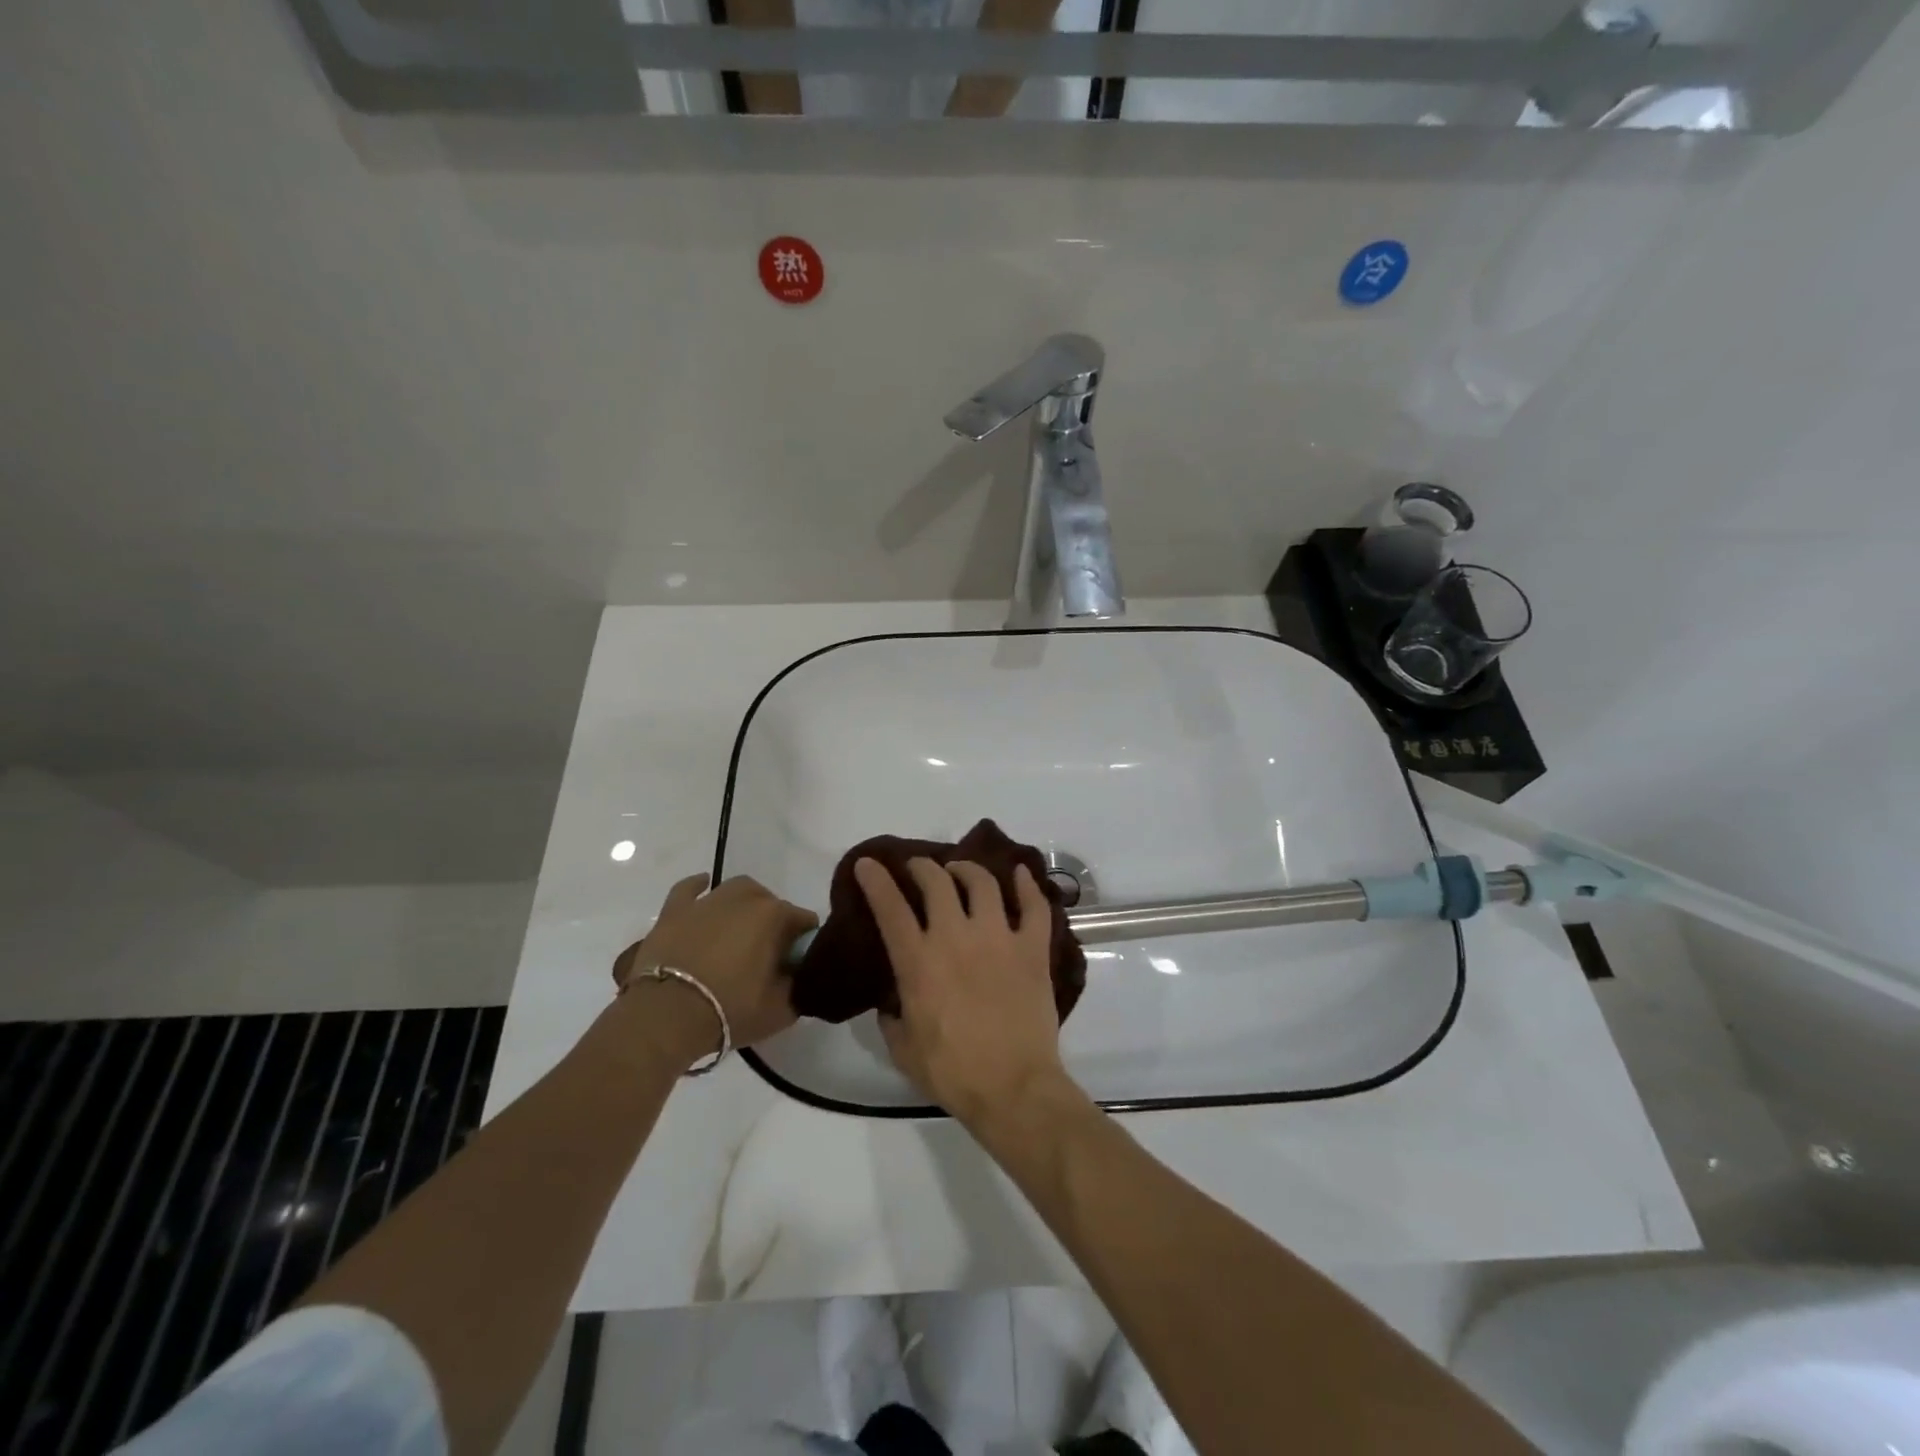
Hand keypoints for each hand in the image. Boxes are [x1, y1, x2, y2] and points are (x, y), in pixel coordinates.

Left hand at [612, 874, 816, 1064]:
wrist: (667, 1018)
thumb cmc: (730, 1011)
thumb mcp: (781, 1010)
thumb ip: (798, 987)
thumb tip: (797, 976)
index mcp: (774, 917)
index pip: (804, 921)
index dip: (803, 943)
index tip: (796, 966)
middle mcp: (745, 898)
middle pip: (771, 903)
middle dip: (774, 923)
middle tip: (766, 955)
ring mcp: (707, 901)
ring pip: (736, 891)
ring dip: (744, 904)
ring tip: (739, 929)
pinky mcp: (674, 911)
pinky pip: (689, 889)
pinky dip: (699, 887)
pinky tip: (704, 888)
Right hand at [856, 857, 1068, 1126]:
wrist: (1013, 1088)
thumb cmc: (953, 1072)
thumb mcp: (904, 1050)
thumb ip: (892, 1019)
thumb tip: (891, 1003)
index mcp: (919, 961)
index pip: (890, 908)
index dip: (876, 881)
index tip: (869, 864)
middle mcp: (956, 937)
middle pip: (936, 882)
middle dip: (922, 867)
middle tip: (919, 869)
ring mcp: (998, 938)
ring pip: (983, 883)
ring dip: (967, 869)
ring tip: (960, 870)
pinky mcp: (1032, 948)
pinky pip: (1034, 906)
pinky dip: (1027, 884)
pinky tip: (1020, 872)